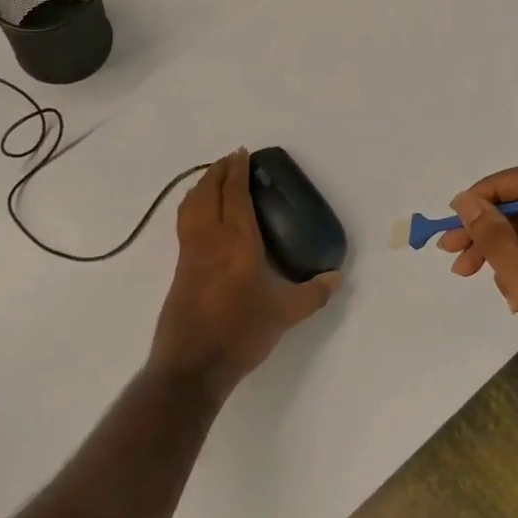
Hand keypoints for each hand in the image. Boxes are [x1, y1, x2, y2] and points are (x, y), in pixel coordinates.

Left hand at [150, 149, 340, 403]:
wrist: (192, 363)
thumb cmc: (240, 333)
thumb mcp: (284, 315)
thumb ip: (313, 294)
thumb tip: (337, 277)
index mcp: (237, 242)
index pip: (235, 195)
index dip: (237, 171)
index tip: (242, 153)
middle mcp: (210, 238)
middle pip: (209, 192)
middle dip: (218, 170)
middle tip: (230, 159)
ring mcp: (190, 251)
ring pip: (192, 204)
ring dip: (202, 184)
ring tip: (213, 177)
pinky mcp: (179, 266)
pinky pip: (185, 221)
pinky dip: (192, 204)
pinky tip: (200, 213)